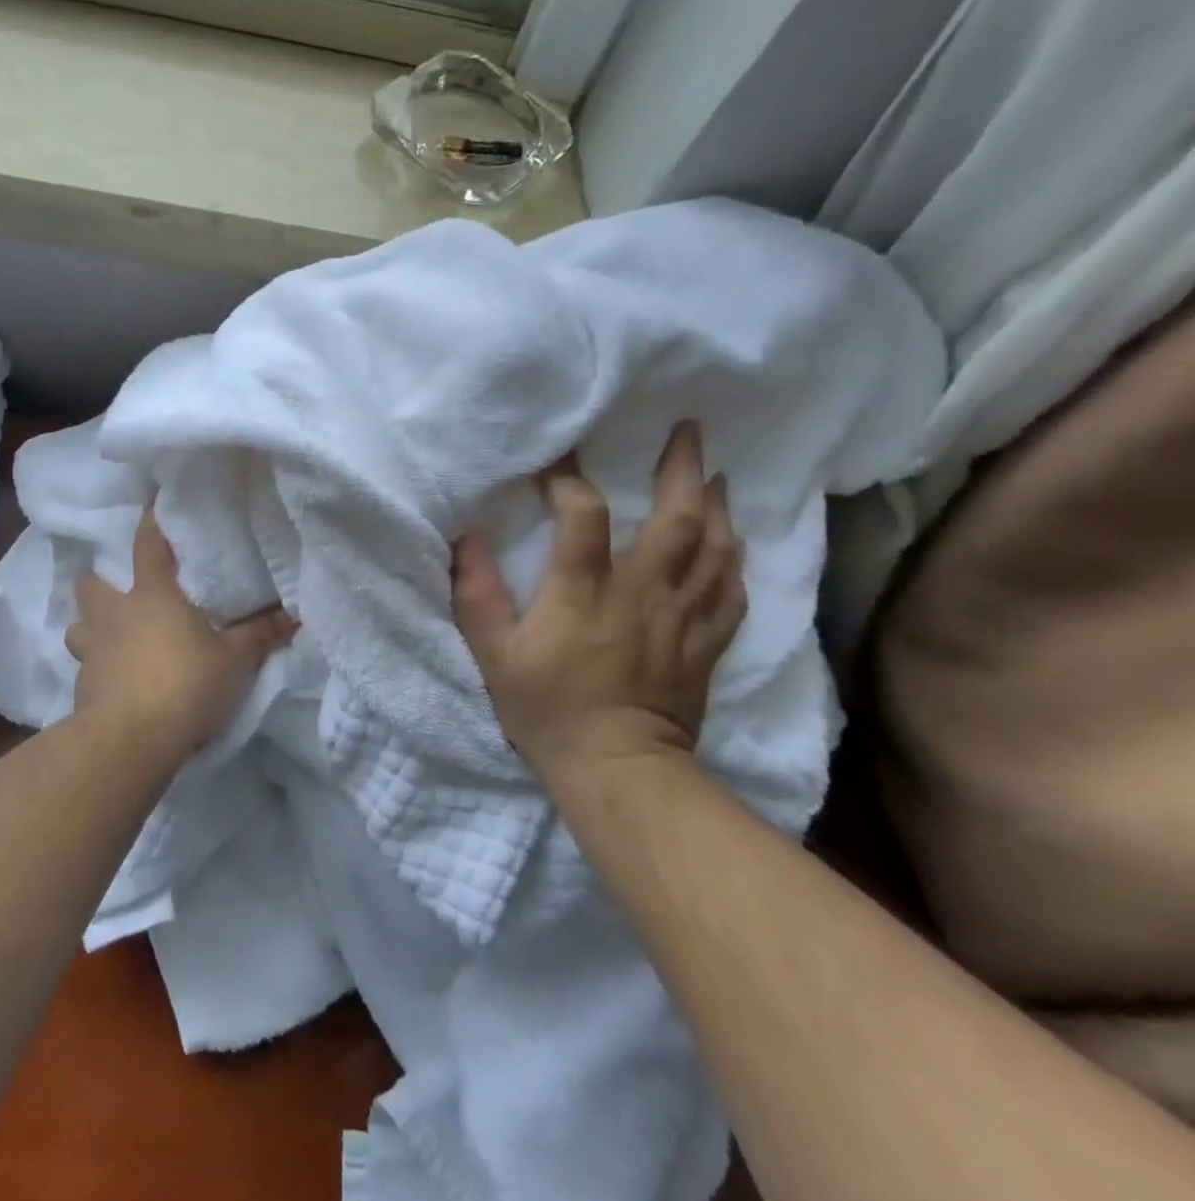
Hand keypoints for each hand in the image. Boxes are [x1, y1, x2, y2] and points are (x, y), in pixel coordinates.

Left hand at [66, 508, 296, 757]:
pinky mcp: (82, 688)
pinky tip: (116, 685)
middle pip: (91, 584)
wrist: (131, 739)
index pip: (147, 545)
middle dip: (98, 582)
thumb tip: (294, 615)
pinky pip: (86, 669)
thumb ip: (260, 635)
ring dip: (91, 629)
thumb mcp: (234, 660)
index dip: (150, 522)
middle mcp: (115, 615)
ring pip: (79, 628)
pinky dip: (98, 671)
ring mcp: (93, 651)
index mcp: (152, 596)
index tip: (150, 503)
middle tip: (120, 592)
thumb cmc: (185, 684)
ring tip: (113, 640)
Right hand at [452, 421, 746, 788]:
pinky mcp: (705, 644)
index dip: (570, 480)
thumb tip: (465, 540)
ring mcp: (681, 618)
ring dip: (716, 506)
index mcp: (584, 592)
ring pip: (715, 548)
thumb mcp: (493, 655)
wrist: (616, 769)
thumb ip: (476, 595)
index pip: (585, 515)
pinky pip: (732, 593)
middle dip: (682, 468)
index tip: (558, 463)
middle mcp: (641, 593)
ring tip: (714, 476)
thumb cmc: (546, 709)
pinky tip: (731, 545)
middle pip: (676, 519)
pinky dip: (734, 561)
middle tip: (686, 431)